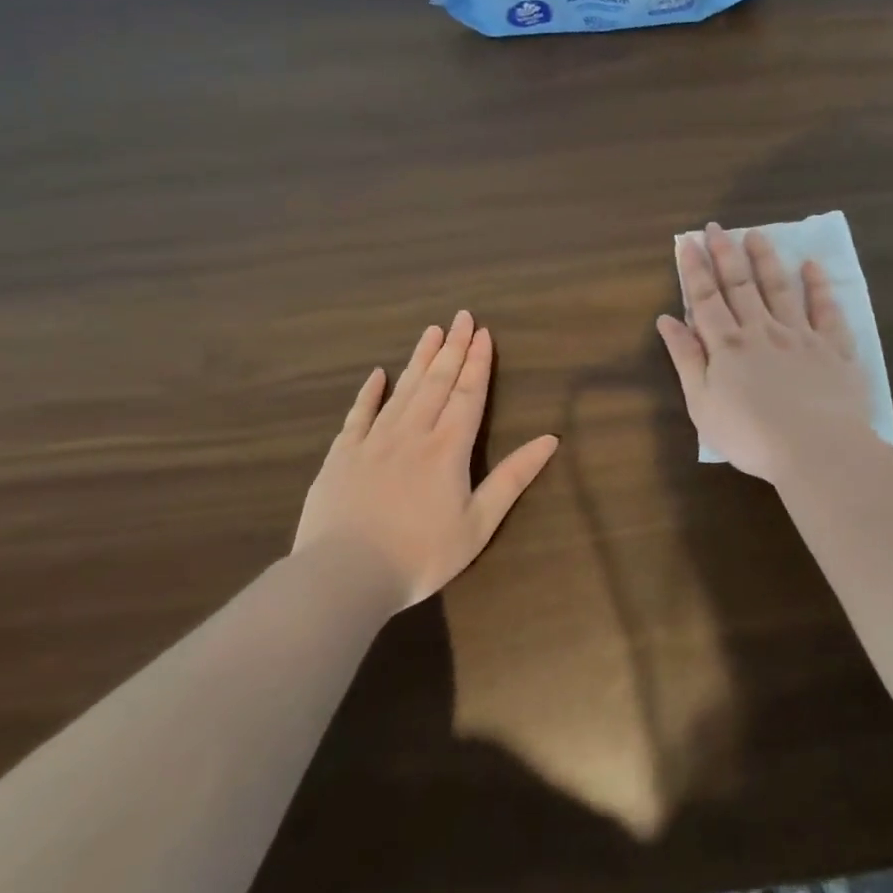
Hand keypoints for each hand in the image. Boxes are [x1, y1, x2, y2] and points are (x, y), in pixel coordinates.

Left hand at [293, 312, 559, 609]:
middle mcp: (413, 433)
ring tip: (431, 331)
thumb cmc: (421, 555)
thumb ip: (513, 478)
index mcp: (448, 448)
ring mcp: (373, 442)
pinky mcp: (342, 456)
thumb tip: (550, 440)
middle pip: (436, 382)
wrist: (344, 576)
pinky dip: (369, 392)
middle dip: (452, 348)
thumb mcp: (479, 523)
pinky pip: (358, 415)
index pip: (468, 394)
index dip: (477, 363)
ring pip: (402, 390)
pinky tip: (378, 374)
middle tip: (461, 316)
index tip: (483, 333)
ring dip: (419, 359)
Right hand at [656, 223, 873, 483]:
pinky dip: (818, 286)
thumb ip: (686, 359)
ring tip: (756, 235)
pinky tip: (811, 266)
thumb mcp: (703, 404)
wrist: (816, 449)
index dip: (695, 270)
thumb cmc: (751, 436)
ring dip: (765, 260)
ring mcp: (800, 336)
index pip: (706, 300)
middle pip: (740, 286)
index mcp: (728, 346)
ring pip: (779, 289)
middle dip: (726, 254)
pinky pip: (826, 310)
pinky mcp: (834, 348)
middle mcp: (762, 331)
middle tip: (716, 227)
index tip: (688, 242)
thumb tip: (667, 320)